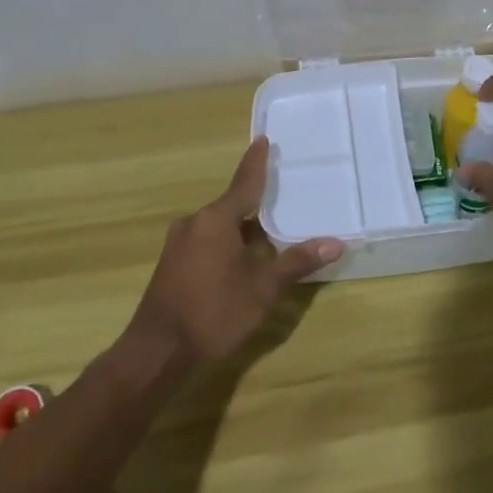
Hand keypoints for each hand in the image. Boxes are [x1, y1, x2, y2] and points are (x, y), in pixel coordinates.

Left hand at [125, 137, 343, 366]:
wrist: (156, 353)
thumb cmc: (213, 313)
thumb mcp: (262, 289)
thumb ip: (296, 262)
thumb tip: (335, 243)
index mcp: (216, 219)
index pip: (244, 183)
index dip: (257, 162)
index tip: (264, 139)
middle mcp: (194, 222)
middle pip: (232, 204)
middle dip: (257, 202)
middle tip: (283, 193)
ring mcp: (179, 244)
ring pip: (220, 225)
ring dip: (243, 227)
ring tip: (271, 230)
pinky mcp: (172, 264)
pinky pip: (207, 240)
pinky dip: (229, 242)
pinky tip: (244, 258)